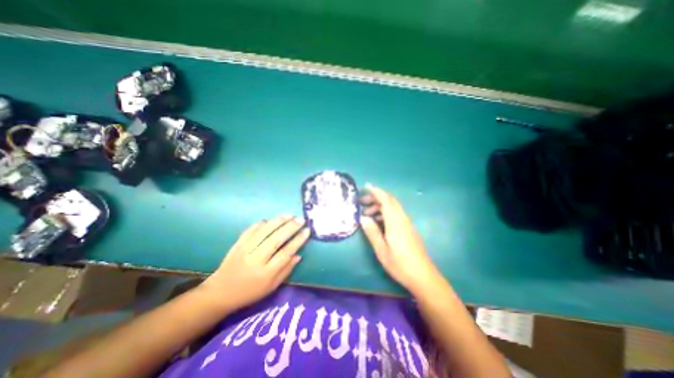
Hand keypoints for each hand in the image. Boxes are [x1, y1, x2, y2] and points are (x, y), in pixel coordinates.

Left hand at [197, 215, 307, 311]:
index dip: (298, 241)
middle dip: (290, 227)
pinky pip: (250, 231)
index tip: (307, 231)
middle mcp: (255, 260)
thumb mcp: (271, 287)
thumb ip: (286, 271)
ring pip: (263, 232)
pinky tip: (270, 219)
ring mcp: (244, 250)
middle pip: (276, 240)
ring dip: (278, 222)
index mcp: (266, 273)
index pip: (285, 253)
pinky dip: (260, 224)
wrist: (219, 293)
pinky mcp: (237, 245)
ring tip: (289, 215)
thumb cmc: (249, 292)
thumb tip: (298, 255)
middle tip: (301, 219)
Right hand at [357, 185, 442, 293]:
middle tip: (362, 202)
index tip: (366, 186)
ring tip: (367, 213)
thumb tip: (363, 218)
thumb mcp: (381, 250)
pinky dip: (385, 212)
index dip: (376, 191)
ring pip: (393, 207)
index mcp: (395, 222)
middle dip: (376, 197)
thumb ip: (372, 232)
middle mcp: (402, 218)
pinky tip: (378, 221)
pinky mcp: (408, 228)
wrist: (423, 276)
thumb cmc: (400, 264)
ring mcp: (407, 223)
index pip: (386, 200)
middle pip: (390, 201)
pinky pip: (395, 214)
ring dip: (379, 206)